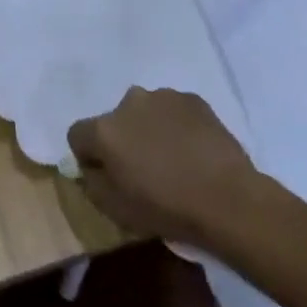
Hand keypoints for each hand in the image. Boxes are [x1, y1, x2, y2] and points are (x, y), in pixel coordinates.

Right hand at [67, 87, 260, 246]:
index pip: (77, 135)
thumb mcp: (114, 209)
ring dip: (149, 130)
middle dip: (122, 140)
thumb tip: (91, 166)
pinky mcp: (193, 99)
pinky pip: (173, 111)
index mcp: (104, 130)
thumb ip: (92, 181)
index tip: (107, 176)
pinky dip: (176, 126)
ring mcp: (163, 97)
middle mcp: (128, 102)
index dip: (88, 156)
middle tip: (143, 168)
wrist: (228, 199)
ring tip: (173, 159)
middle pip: (113, 121)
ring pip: (144, 113)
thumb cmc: (166, 208)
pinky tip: (193, 151)